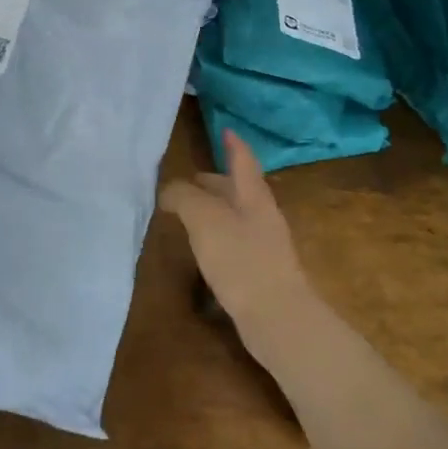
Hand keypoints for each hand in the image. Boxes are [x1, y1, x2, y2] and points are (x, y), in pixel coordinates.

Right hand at [160, 129, 312, 333]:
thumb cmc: (241, 259)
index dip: (233, 145)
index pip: (243, 161)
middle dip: (216, 182)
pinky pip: (235, 243)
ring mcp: (264, 246)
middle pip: (239, 190)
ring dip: (214, 210)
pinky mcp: (259, 273)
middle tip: (191, 179)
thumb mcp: (204, 219)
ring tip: (189, 214)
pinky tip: (203, 250)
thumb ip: (184, 197)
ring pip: (236, 217)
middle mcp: (262, 216)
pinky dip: (217, 236)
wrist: (278, 318)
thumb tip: (169, 189)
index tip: (226, 130)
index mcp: (253, 196)